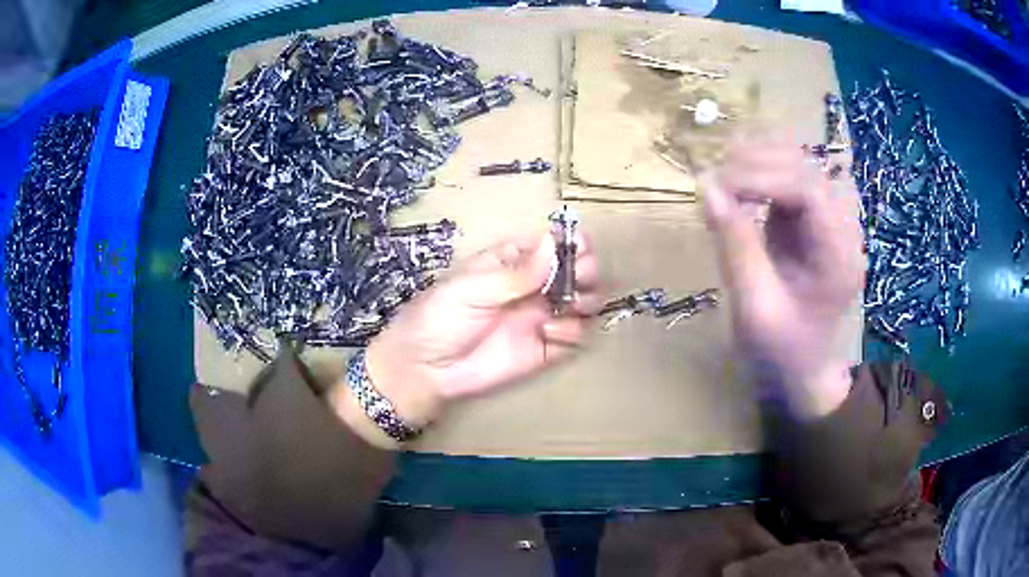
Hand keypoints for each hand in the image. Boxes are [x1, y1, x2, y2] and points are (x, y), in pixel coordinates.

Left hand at [333, 231, 600, 445]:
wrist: (425, 370)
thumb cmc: (438, 318)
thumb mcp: (471, 289)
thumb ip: (516, 273)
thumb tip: (553, 243)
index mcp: (511, 262)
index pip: (550, 244)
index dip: (570, 242)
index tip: (579, 247)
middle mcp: (532, 287)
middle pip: (574, 271)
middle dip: (585, 270)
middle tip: (580, 278)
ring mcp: (540, 318)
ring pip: (582, 302)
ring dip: (587, 300)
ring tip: (571, 305)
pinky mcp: (545, 349)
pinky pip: (575, 337)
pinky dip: (574, 332)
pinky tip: (551, 334)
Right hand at [702, 128, 864, 418]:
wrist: (804, 372)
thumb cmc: (782, 352)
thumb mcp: (755, 309)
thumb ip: (735, 246)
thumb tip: (706, 186)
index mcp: (838, 256)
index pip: (807, 191)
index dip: (760, 178)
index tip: (716, 187)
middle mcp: (843, 229)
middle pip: (806, 168)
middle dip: (756, 164)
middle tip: (712, 181)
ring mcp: (830, 220)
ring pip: (799, 163)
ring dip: (759, 159)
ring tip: (721, 175)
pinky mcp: (814, 220)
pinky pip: (790, 177)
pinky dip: (761, 171)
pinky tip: (736, 181)